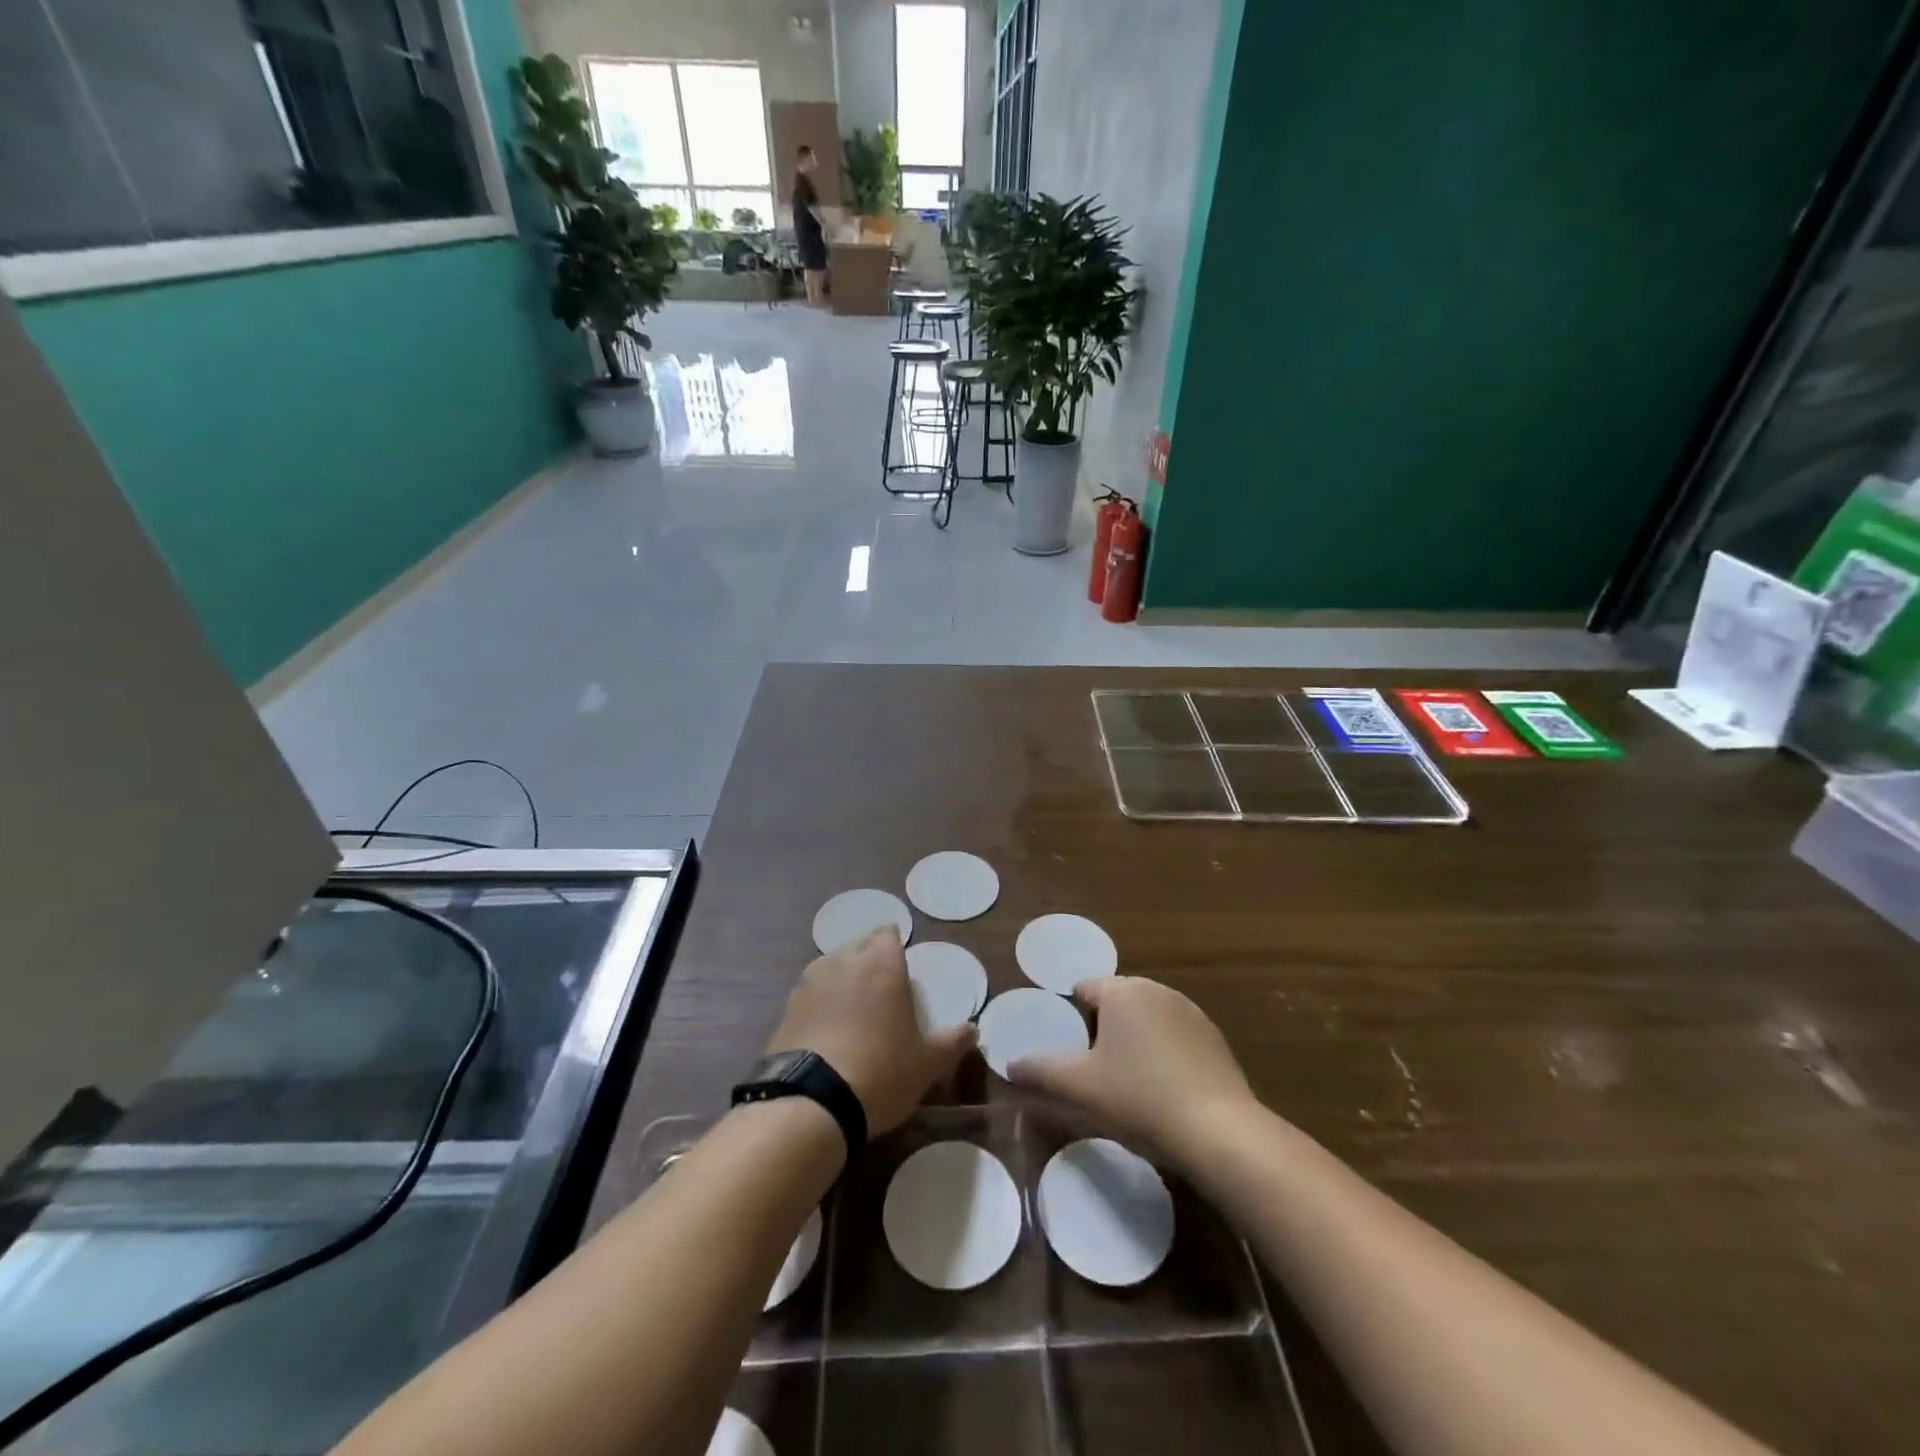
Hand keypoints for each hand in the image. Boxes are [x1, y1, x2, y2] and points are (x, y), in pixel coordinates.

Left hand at [765, 927, 976, 1134]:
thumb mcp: (927, 1064)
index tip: (902, 967)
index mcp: (881, 965)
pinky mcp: (786, 1007)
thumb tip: (973, 1029)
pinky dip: (820, 1001)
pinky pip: (810, 992)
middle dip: (869, 958)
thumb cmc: (880, 1073)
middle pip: (858, 945)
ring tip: (852, 1008)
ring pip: (831, 965)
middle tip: (882, 989)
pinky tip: (826, 1028)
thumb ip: (952, 1042)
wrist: (810, 1103)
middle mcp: (844, 962)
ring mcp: (810, 982)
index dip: (895, 946)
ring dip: (842, 977)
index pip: (888, 934)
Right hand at [1008, 976, 1257, 1168]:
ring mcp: (1190, 1011)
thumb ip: (1041, 1072)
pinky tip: (1165, 1090)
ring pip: (1148, 1017)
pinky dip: (1165, 1053)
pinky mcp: (1215, 1038)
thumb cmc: (1139, 1098)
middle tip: (1097, 1070)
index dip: (1073, 1017)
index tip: (1072, 1052)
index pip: (1085, 988)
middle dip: (1104, 1028)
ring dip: (1136, 1039)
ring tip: (1131, 1083)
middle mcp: (1156, 990)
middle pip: (1117, 1001)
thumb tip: (1010, 1065)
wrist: (1218, 1130)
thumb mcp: (1080, 1088)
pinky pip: (1176, 1036)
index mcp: (1122, 992)